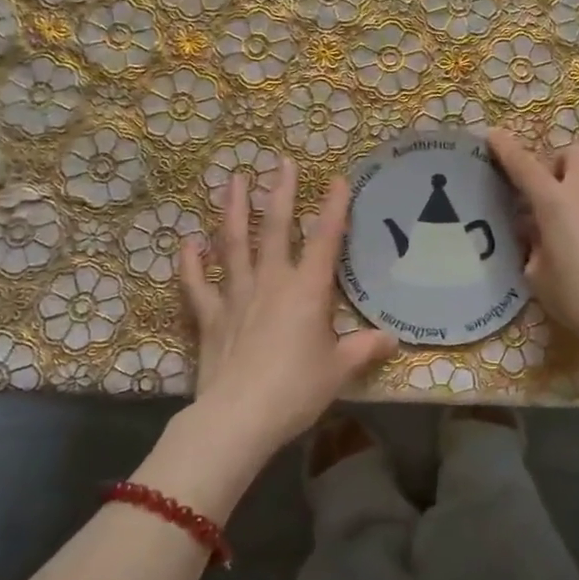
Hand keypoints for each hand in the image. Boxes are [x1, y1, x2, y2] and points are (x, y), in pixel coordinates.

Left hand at [178, 159, 397, 455]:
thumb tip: (391, 339)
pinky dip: (190, 262)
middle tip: (280, 162)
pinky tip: (187, 241)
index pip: (326, 240)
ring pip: (232, 244)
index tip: (338, 179)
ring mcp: (236, 295)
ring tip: (232, 180)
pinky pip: (196, 284)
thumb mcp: (338, 370)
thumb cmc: (296, 390)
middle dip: (279, 192)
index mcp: (307, 290)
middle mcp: (271, 282)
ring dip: (232, 210)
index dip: (334, 208)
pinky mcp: (209, 316)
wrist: (239, 417)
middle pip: (275, 228)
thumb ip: (363, 349)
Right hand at [488, 129, 578, 359]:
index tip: (493, 136)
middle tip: (540, 195)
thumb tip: (536, 235)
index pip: (525, 165)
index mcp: (556, 202)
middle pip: (571, 154)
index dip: (507, 149)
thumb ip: (532, 248)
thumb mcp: (540, 278)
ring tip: (560, 228)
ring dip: (572, 190)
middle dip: (553, 165)